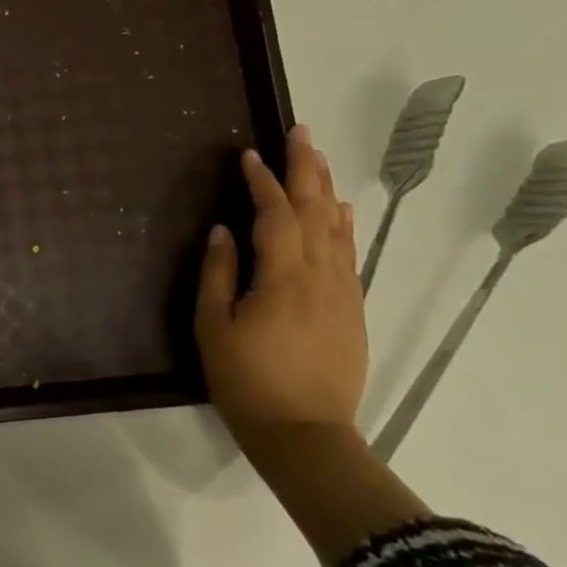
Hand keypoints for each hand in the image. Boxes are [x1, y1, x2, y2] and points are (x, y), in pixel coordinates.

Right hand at [195, 124, 367, 443]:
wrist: (305, 434)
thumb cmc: (247, 380)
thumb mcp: (214, 327)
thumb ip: (219, 274)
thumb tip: (224, 231)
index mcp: (283, 278)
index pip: (275, 215)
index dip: (262, 182)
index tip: (247, 155)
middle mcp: (320, 277)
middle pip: (315, 211)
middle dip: (306, 169)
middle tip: (301, 133)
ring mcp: (342, 293)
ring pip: (337, 230)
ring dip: (326, 190)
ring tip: (319, 159)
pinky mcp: (351, 311)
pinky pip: (348, 255)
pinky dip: (343, 226)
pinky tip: (340, 212)